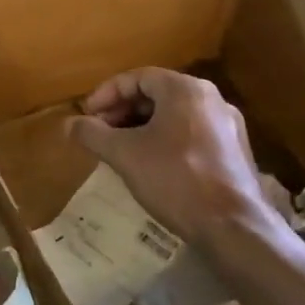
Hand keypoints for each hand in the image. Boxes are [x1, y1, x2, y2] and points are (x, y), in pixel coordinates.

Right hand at [66, 68, 278, 246]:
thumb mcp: (124, 154)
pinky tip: (151, 165)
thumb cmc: (175, 179)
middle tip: (100, 132)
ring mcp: (227, 125)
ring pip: (174, 115)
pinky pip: (191, 133)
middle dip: (122, 110)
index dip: (106, 94)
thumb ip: (93, 134)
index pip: (136, 77)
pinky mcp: (235, 151)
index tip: (87, 115)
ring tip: (120, 149)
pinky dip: (165, 140)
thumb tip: (69, 124)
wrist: (233, 227)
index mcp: (184, 89)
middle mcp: (210, 98)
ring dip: (142, 126)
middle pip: (156, 94)